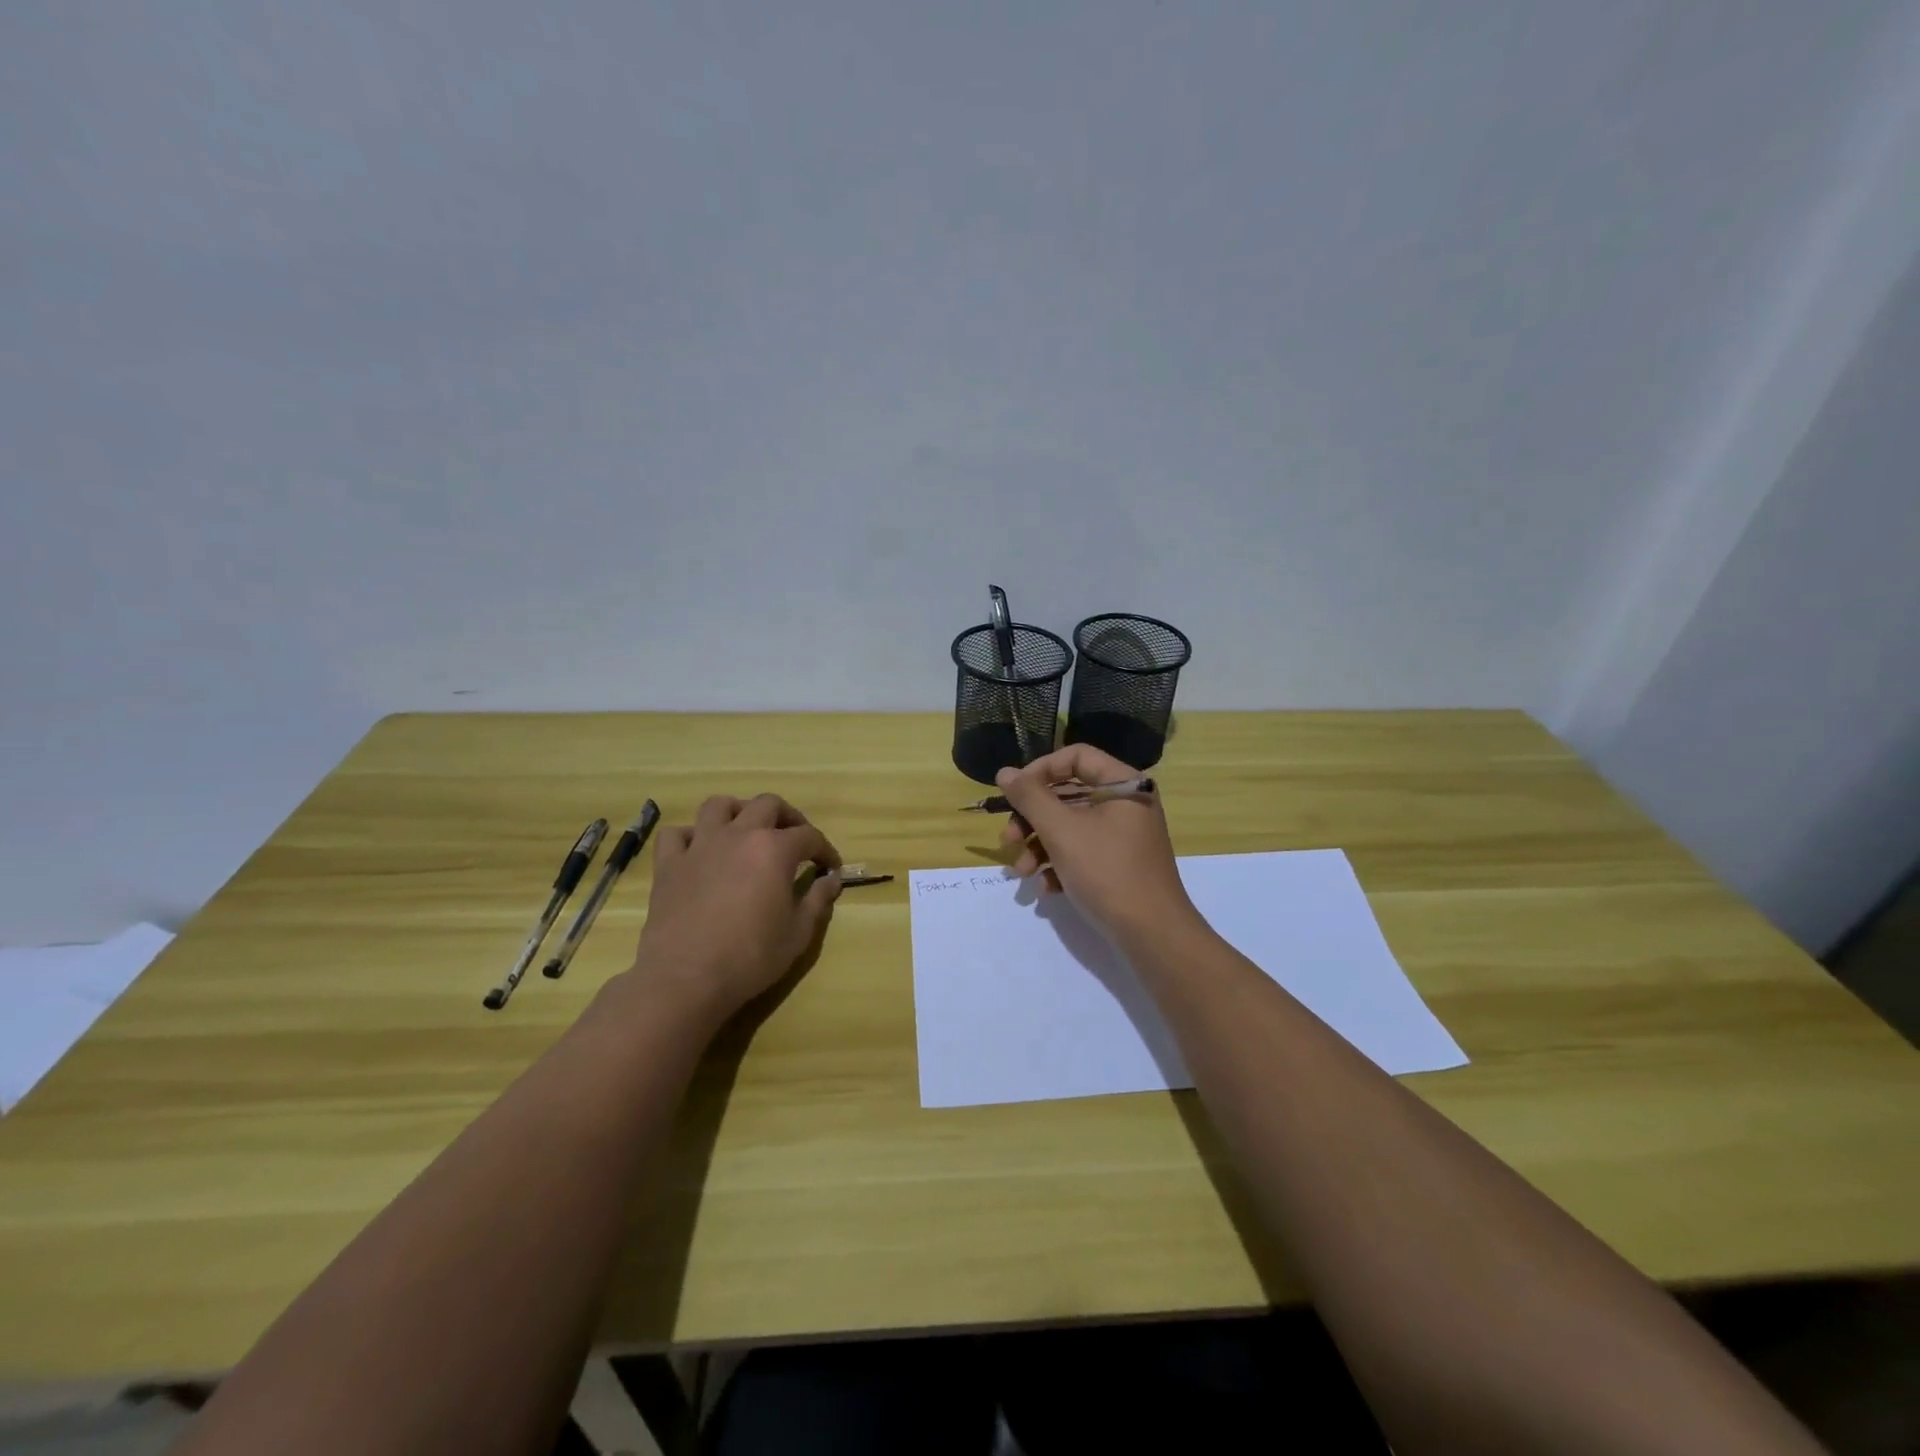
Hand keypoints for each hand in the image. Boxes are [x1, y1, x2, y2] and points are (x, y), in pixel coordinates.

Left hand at [630, 793, 841, 1026]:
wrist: (686, 978)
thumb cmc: (750, 957)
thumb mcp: (798, 934)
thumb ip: (818, 900)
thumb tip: (832, 880)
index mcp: (774, 849)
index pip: (809, 836)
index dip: (825, 850)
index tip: (830, 867)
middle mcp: (738, 835)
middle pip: (767, 804)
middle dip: (788, 817)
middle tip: (794, 840)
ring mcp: (700, 846)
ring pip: (718, 805)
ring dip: (738, 812)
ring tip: (746, 831)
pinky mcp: (669, 864)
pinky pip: (676, 834)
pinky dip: (690, 836)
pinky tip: (699, 852)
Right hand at [996, 745, 1198, 944]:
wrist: (1152, 934)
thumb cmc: (1107, 871)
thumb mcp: (1062, 831)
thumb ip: (1030, 798)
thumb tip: (1005, 773)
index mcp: (1123, 784)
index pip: (1076, 757)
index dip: (1040, 770)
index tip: (1014, 793)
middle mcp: (1126, 804)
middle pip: (1068, 795)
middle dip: (1032, 819)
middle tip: (1008, 839)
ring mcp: (1124, 836)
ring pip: (1070, 827)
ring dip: (1039, 847)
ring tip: (1022, 872)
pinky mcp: (1119, 864)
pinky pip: (1082, 852)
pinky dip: (1059, 866)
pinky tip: (1045, 889)